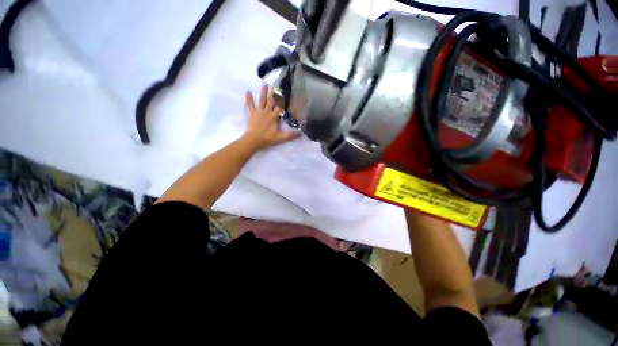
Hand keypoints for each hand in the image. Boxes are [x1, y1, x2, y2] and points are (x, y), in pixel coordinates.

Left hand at [244, 85, 299, 149]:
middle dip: (274, 93)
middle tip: (276, 84)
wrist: (254, 139)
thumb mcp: (281, 138)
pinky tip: (248, 91)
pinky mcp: (252, 113)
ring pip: (262, 100)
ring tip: (265, 84)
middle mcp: (267, 111)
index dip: (284, 100)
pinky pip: (250, 104)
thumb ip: (290, 135)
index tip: (287, 93)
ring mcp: (259, 111)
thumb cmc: (268, 138)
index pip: (280, 107)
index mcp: (274, 116)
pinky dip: (249, 98)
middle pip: (271, 100)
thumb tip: (300, 133)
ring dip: (263, 92)